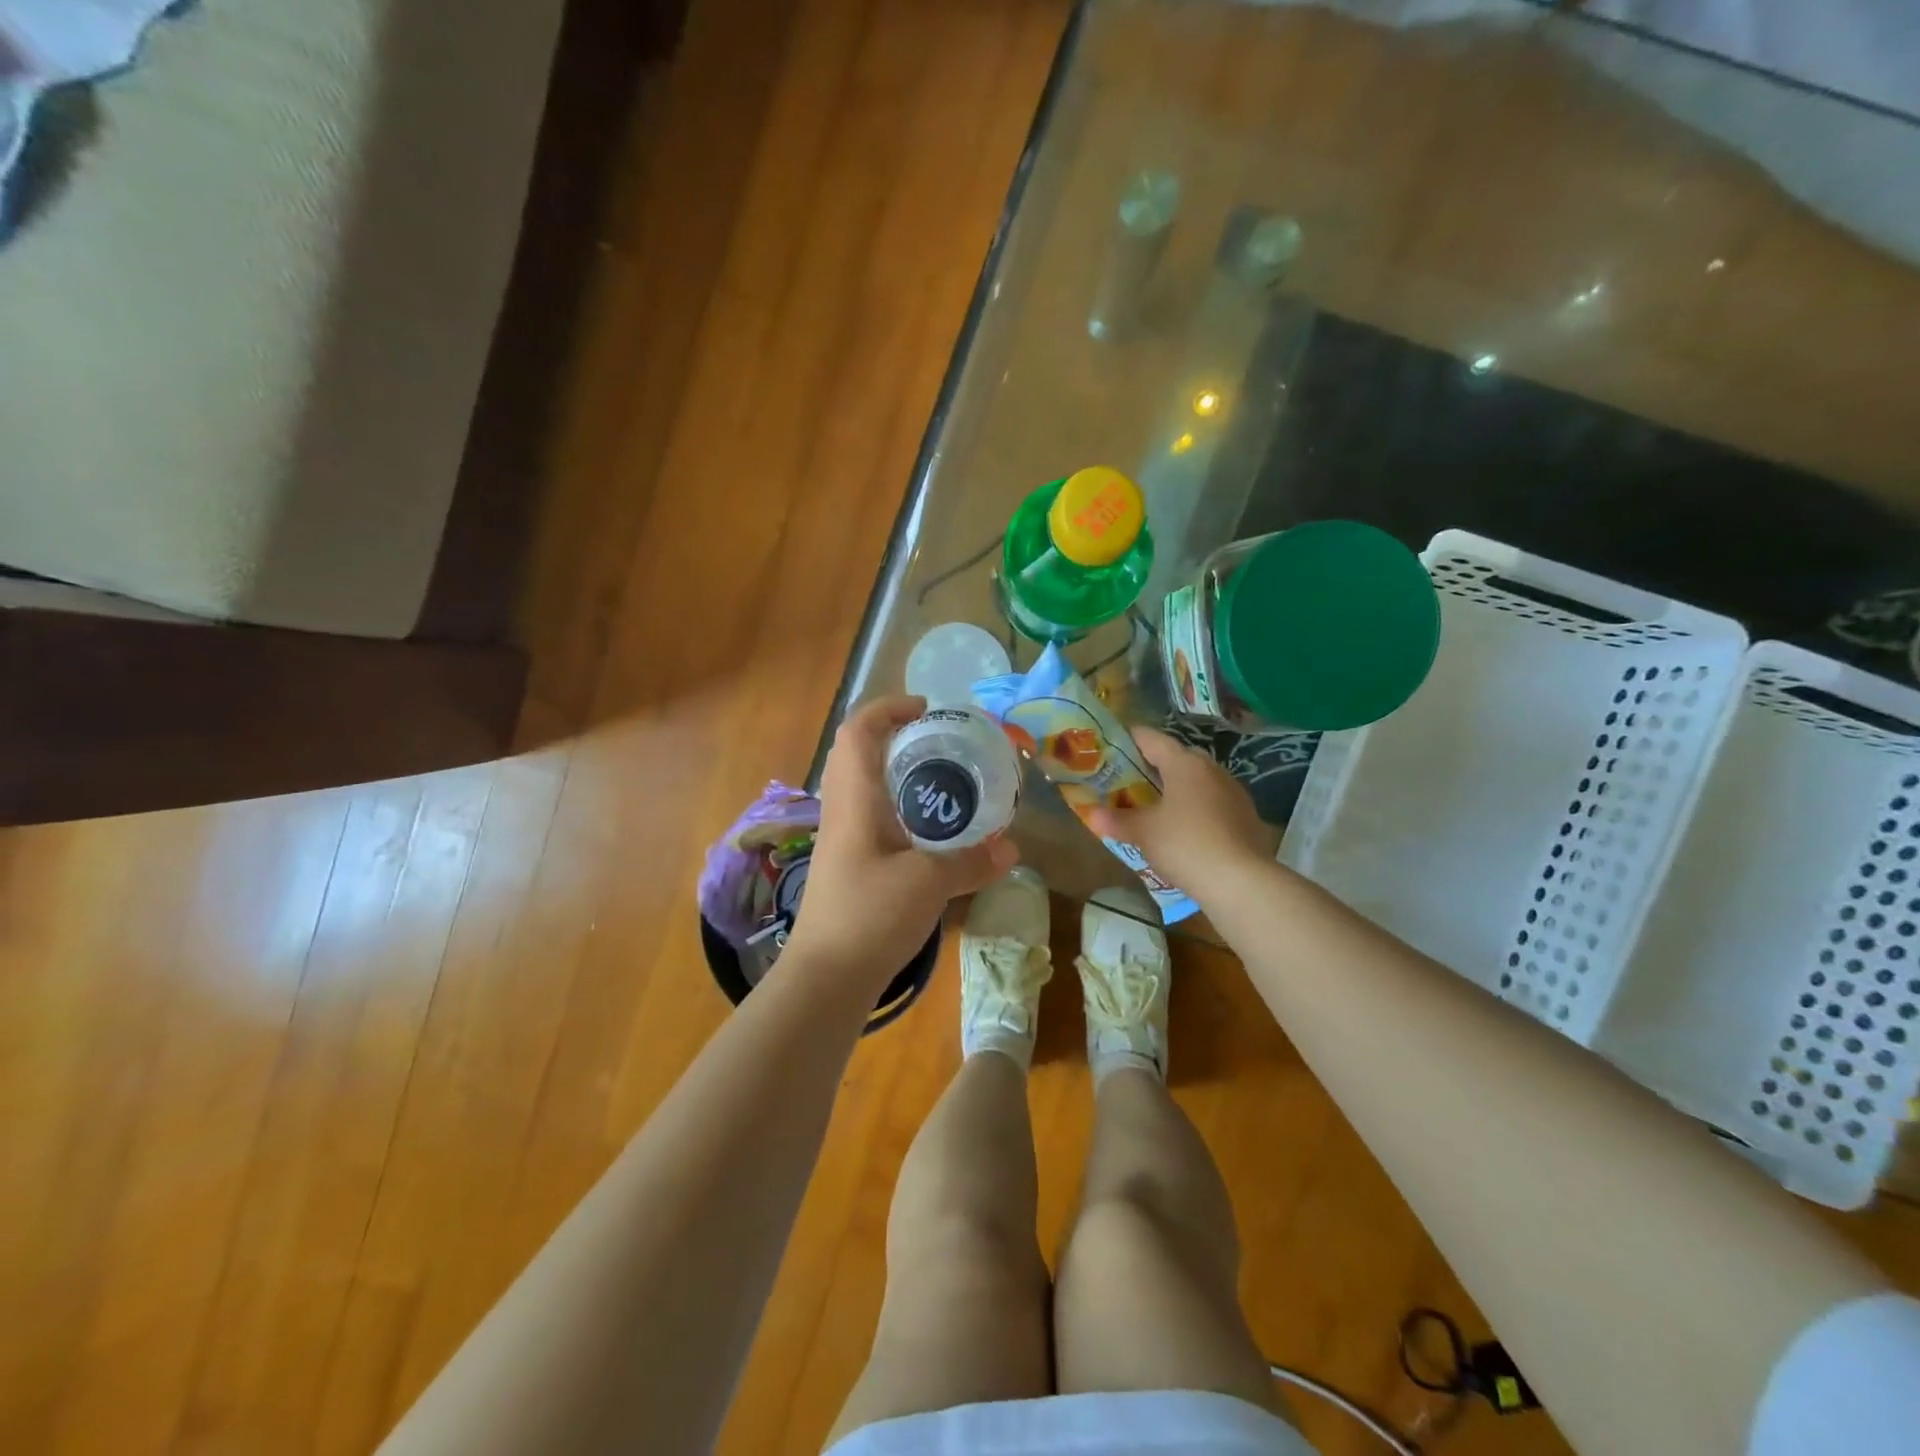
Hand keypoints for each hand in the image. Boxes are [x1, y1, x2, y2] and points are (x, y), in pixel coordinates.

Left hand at [785, 696, 1018, 987]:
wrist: (826, 977)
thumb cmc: (868, 915)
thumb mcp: (928, 883)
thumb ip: (971, 860)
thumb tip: (1012, 846)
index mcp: (854, 798)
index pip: (858, 731)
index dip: (888, 708)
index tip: (928, 710)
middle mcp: (844, 809)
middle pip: (863, 753)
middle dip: (902, 739)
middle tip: (948, 745)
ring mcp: (845, 838)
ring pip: (871, 787)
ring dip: (905, 775)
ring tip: (950, 783)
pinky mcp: (852, 864)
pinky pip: (878, 818)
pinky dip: (907, 810)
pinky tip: (937, 832)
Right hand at [1086, 727, 1269, 893]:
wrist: (1240, 881)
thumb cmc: (1185, 844)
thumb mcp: (1143, 832)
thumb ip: (1117, 820)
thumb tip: (1093, 814)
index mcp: (1184, 764)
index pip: (1152, 739)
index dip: (1130, 738)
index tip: (1113, 743)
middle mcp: (1211, 769)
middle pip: (1177, 758)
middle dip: (1154, 765)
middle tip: (1130, 779)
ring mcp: (1233, 792)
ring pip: (1198, 781)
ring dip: (1177, 788)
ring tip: (1155, 804)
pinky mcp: (1246, 816)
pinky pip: (1213, 802)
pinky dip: (1195, 807)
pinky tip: (1183, 828)